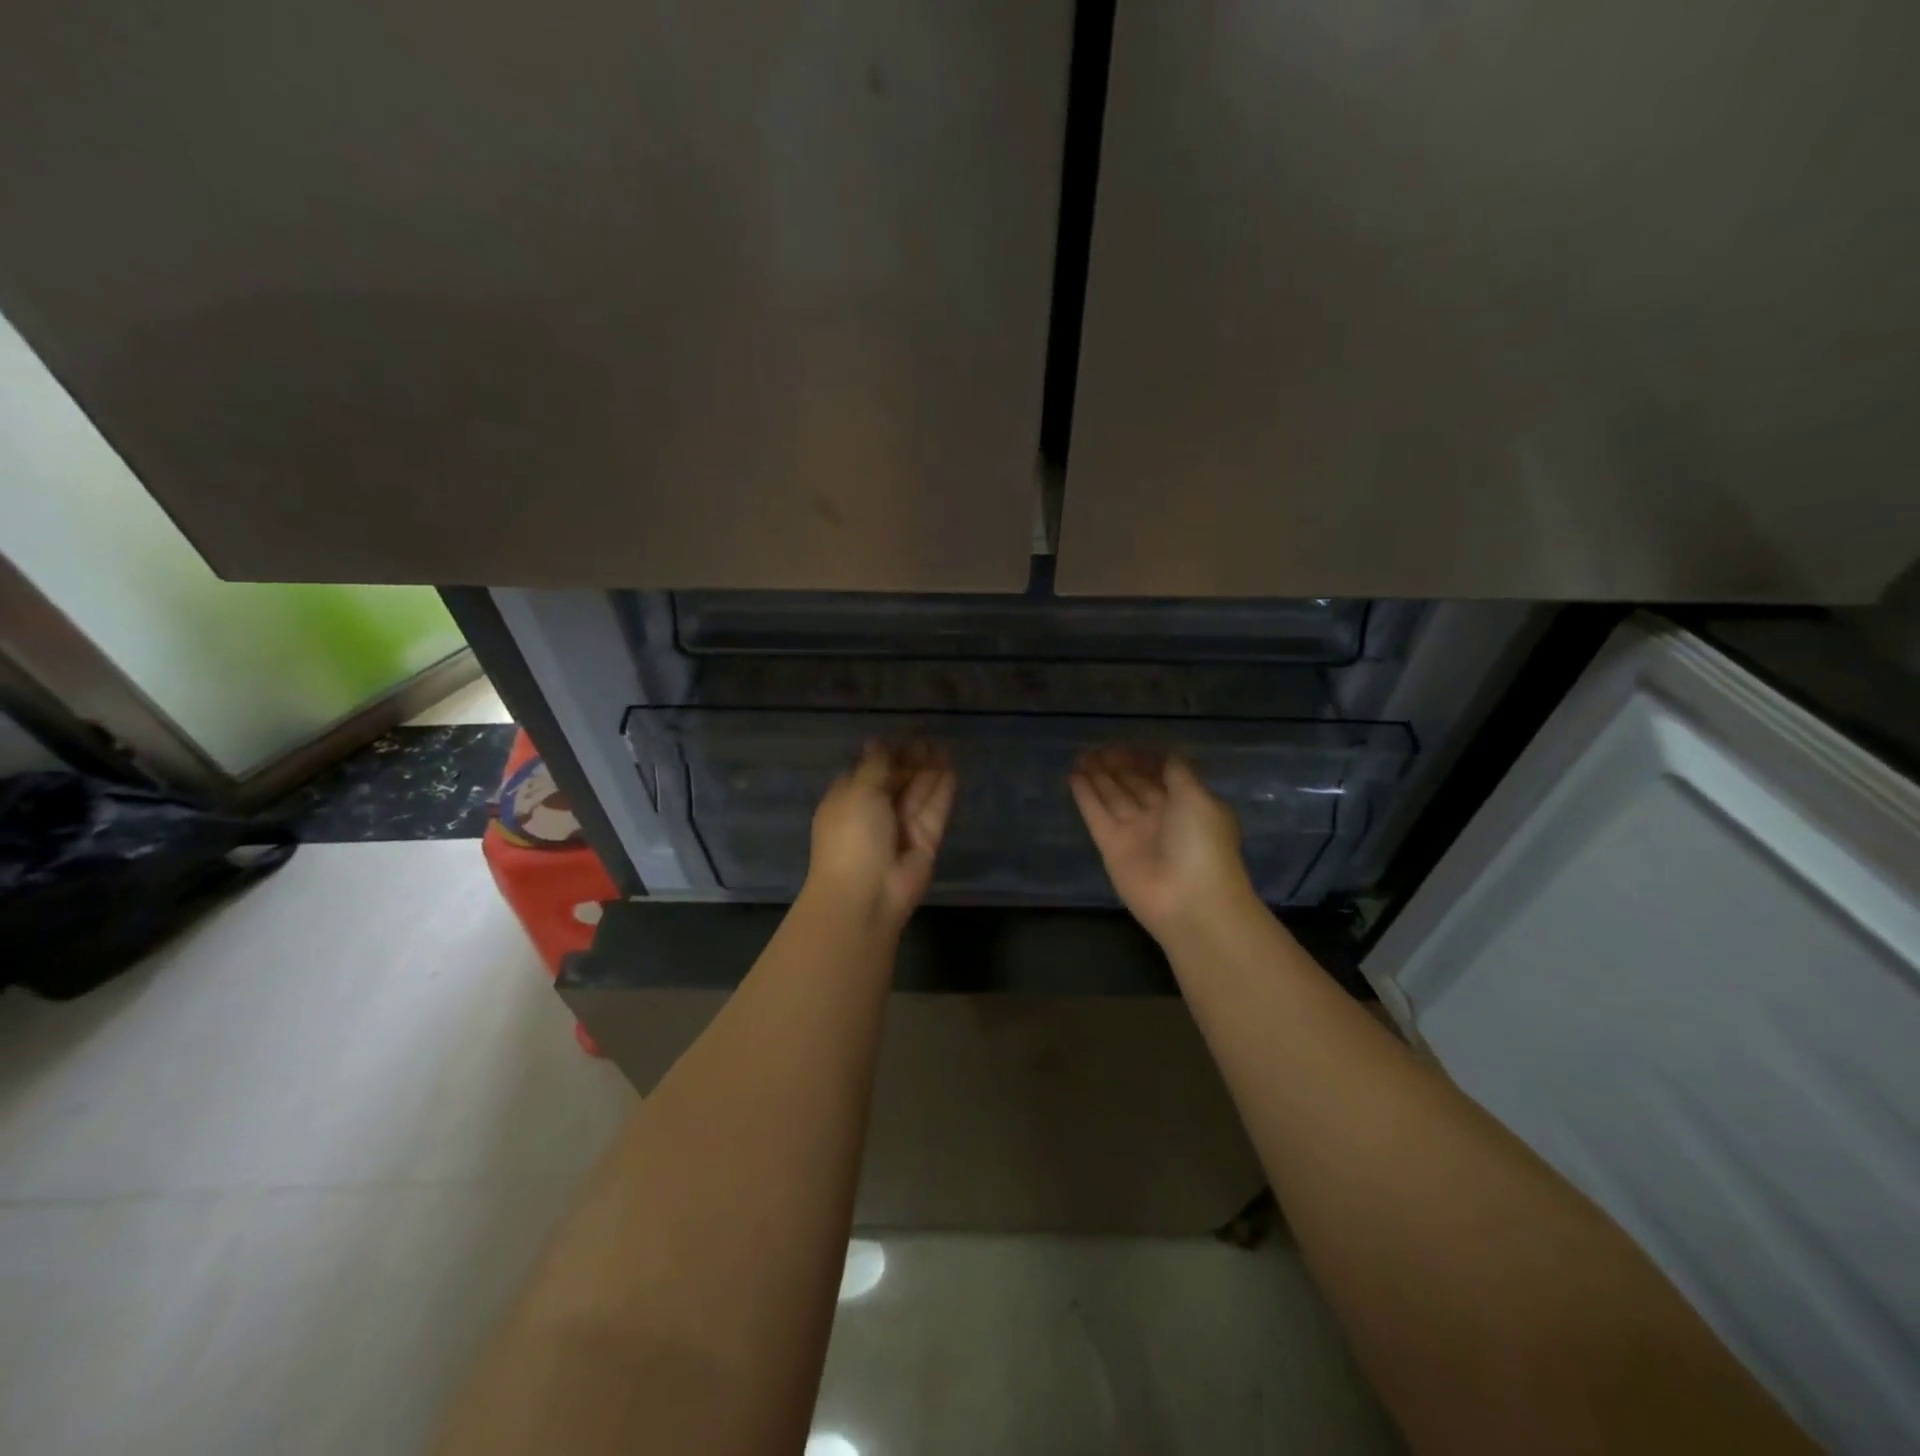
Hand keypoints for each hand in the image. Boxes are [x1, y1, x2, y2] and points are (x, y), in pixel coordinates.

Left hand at [804, 741, 955, 931]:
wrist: (866, 895)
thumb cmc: (851, 837)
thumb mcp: (858, 792)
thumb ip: (875, 766)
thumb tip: (878, 742)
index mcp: (848, 800)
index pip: (867, 772)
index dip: (884, 756)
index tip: (900, 740)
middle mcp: (874, 813)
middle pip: (896, 781)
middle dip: (911, 761)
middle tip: (930, 740)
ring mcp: (901, 828)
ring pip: (918, 794)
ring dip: (929, 771)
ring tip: (944, 747)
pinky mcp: (925, 841)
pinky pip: (935, 811)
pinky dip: (942, 791)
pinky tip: (952, 770)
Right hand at [1070, 747, 1258, 943]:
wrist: (1188, 901)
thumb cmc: (1202, 843)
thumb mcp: (1198, 798)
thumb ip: (1179, 773)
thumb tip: (1167, 756)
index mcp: (1189, 805)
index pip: (1163, 775)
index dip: (1145, 759)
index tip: (1125, 743)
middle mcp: (1162, 817)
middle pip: (1135, 785)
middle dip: (1118, 766)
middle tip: (1097, 747)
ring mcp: (1135, 833)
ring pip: (1113, 797)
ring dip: (1099, 776)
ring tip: (1081, 755)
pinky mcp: (1111, 847)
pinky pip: (1096, 815)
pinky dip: (1085, 796)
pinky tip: (1074, 775)